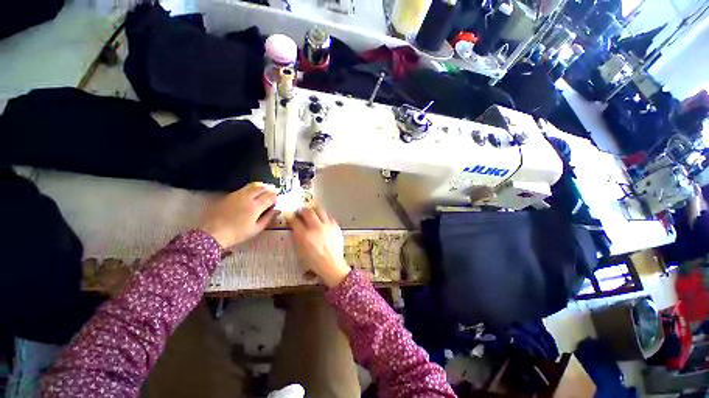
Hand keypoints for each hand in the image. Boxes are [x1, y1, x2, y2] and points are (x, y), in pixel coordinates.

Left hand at [200, 183, 278, 247]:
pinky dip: (251, 189)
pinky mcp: (229, 195)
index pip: (270, 196)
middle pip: (262, 188)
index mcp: (256, 206)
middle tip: (272, 196)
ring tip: (263, 194)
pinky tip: (251, 196)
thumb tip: (278, 210)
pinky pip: (244, 188)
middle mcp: (248, 197)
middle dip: (269, 190)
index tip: (276, 202)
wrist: (212, 233)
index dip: (275, 197)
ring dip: (261, 188)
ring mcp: (237, 195)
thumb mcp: (256, 229)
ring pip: (253, 186)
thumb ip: (268, 218)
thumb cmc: (237, 234)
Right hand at [288, 206, 350, 287]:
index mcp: (305, 235)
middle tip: (301, 212)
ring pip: (320, 210)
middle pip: (308, 212)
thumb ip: (297, 236)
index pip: (295, 221)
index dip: (291, 218)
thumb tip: (295, 226)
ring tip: (312, 213)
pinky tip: (322, 220)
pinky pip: (329, 216)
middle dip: (302, 210)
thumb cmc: (314, 261)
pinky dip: (324, 216)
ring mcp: (327, 226)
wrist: (332, 265)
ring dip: (314, 210)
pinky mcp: (336, 226)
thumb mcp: (301, 250)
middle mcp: (316, 228)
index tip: (290, 216)